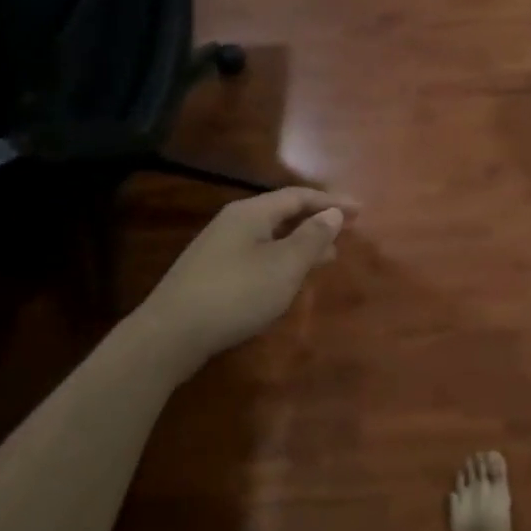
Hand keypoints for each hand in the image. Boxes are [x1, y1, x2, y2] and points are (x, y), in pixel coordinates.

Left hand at [131, 187, 357, 360]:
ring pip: (271, 235)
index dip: (332, 202)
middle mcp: (234, 222)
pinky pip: (258, 253)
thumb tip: (333, 213)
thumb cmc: (235, 294)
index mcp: (251, 213)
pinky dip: (283, 258)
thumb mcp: (284, 266)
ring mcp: (219, 247)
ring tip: (328, 257)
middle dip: (318, 221)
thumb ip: (312, 238)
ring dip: (302, 242)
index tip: (361, 211)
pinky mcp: (212, 272)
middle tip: (348, 232)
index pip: (299, 196)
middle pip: (284, 213)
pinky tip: (289, 278)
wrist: (170, 335)